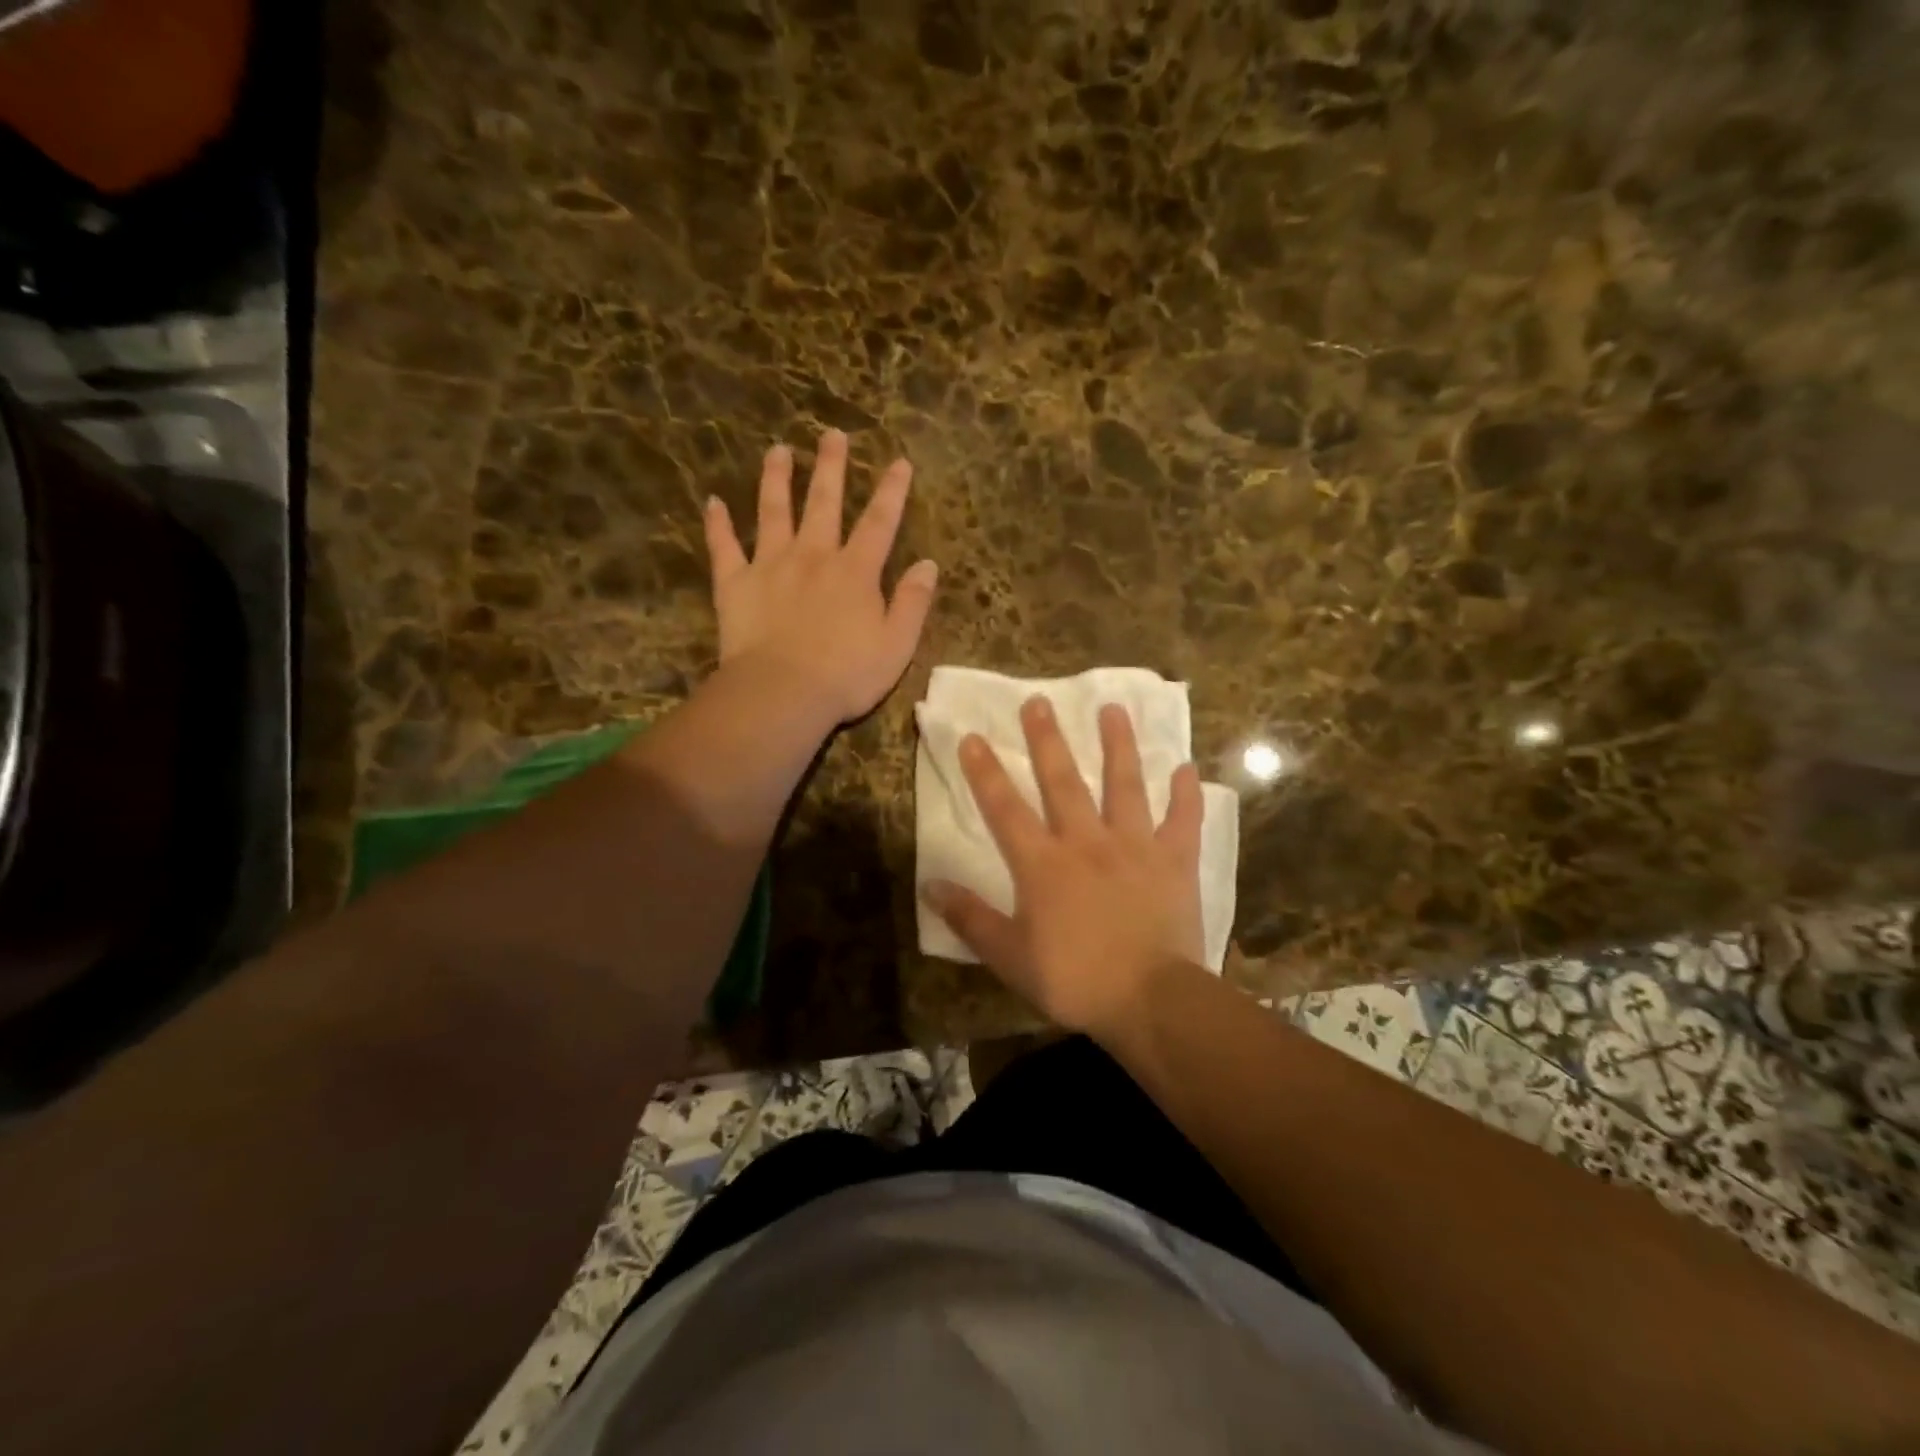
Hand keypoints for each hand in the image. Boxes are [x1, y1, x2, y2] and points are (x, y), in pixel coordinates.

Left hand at [704, 430, 937, 725]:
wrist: (783, 693)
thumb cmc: (847, 675)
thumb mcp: (897, 644)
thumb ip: (913, 602)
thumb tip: (927, 564)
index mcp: (855, 572)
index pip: (879, 522)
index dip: (892, 491)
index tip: (899, 461)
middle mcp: (813, 556)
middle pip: (824, 503)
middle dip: (831, 467)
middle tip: (832, 434)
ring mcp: (770, 566)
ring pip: (773, 512)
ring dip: (776, 479)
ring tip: (778, 450)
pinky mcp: (735, 584)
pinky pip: (724, 548)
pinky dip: (718, 525)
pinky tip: (713, 502)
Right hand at [923, 697, 1206, 1037]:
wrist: (1150, 999)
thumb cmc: (1074, 979)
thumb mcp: (1009, 955)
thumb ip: (970, 917)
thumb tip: (930, 884)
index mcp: (1043, 863)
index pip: (1005, 809)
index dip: (985, 772)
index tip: (973, 736)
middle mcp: (1086, 841)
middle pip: (1063, 781)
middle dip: (1047, 740)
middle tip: (1038, 700)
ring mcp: (1135, 846)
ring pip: (1125, 785)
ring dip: (1118, 746)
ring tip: (1113, 709)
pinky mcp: (1174, 861)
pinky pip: (1183, 821)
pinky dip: (1186, 795)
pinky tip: (1186, 768)